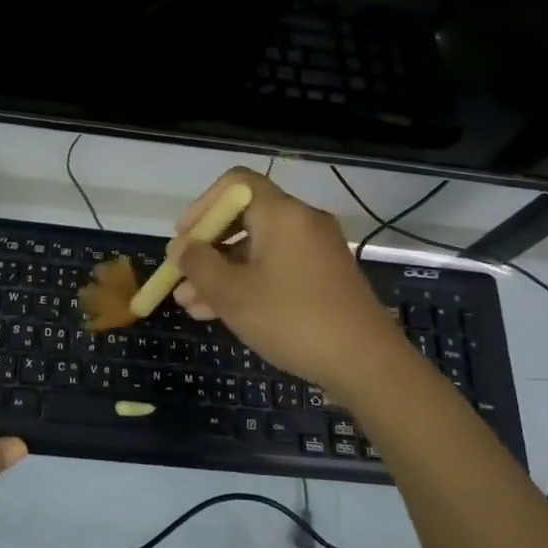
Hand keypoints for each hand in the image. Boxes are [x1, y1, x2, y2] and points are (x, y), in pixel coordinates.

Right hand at [171, 169, 418, 395]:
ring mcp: (317, 250)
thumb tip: (181, 247)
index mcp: (281, 213)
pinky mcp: (325, 277)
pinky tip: (222, 313)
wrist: (366, 363)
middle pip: (244, 219)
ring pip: (258, 249)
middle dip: (207, 249)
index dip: (202, 206)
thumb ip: (199, 265)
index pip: (235, 184)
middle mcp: (302, 222)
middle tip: (180, 276)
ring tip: (190, 305)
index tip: (183, 238)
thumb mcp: (232, 294)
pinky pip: (277, 267)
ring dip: (223, 272)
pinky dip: (249, 282)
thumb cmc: (292, 319)